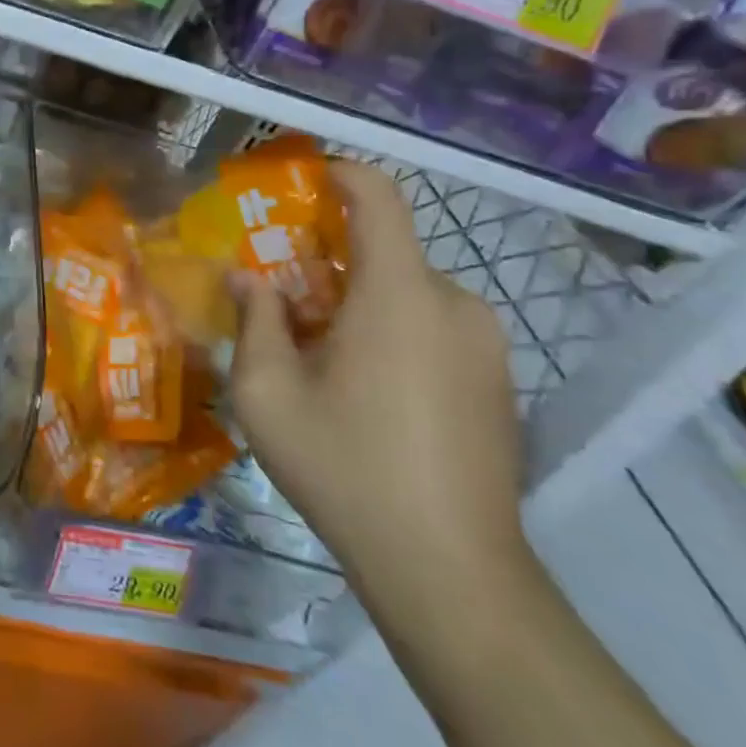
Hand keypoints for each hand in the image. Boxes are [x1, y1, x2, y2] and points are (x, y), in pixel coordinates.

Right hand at [227, 161, 524, 607]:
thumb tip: (246, 278)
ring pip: (409, 294)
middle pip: (386, 252)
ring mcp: (486, 346)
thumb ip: (254, 321)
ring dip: (360, 303)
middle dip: (329, 260)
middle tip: (282, 296)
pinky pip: (435, 329)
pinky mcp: (499, 383)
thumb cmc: (346, 468)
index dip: (340, 175)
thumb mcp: (268, 394)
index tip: (299, 183)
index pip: (379, 198)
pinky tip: (366, 392)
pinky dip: (393, 333)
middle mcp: (454, 305)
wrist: (451, 572)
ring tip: (318, 354)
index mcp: (400, 294)